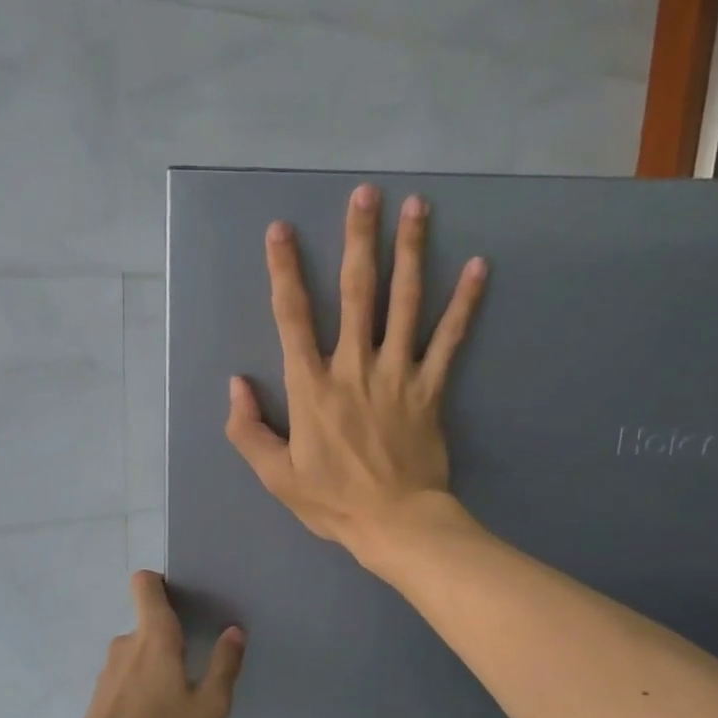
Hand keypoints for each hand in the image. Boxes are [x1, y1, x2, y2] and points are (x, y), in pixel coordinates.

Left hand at [69, 571, 246, 717]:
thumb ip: (224, 665)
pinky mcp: (100, 697)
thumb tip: (233, 631)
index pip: (145, 584)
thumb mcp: (209, 707)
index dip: (161, 583)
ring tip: (179, 698)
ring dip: (156, 666)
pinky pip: (127, 678)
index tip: (184, 601)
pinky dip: (142, 688)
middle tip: (196, 661)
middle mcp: (127, 643)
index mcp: (154, 635)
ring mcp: (109, 671)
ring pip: (138, 653)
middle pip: (148, 622)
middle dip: (171, 636)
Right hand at [224, 183, 486, 555]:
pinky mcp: (431, 388)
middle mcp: (354, 367)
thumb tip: (237, 383)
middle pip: (356, 292)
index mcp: (312, 386)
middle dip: (358, 239)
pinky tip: (480, 266)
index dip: (284, 270)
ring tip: (417, 207)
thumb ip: (248, 429)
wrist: (396, 523)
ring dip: (411, 252)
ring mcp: (398, 374)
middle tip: (365, 194)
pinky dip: (465, 303)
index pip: (293, 317)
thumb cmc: (332, 500)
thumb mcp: (275, 475)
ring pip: (405, 302)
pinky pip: (450, 339)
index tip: (281, 230)